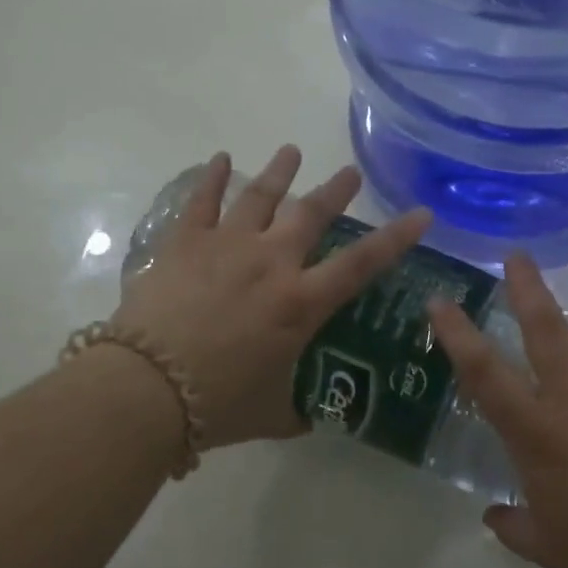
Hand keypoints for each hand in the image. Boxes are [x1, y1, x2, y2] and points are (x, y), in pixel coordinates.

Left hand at [114, 145, 431, 448]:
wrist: (146, 388)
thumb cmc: (218, 403)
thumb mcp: (271, 413)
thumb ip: (296, 409)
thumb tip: (308, 416)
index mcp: (300, 303)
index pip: (361, 263)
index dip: (395, 237)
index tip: (420, 214)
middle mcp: (271, 263)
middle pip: (311, 214)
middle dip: (335, 191)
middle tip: (349, 173)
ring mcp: (227, 246)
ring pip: (261, 196)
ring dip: (280, 172)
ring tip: (292, 152)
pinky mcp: (185, 243)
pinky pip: (202, 201)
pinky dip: (212, 177)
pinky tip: (220, 159)